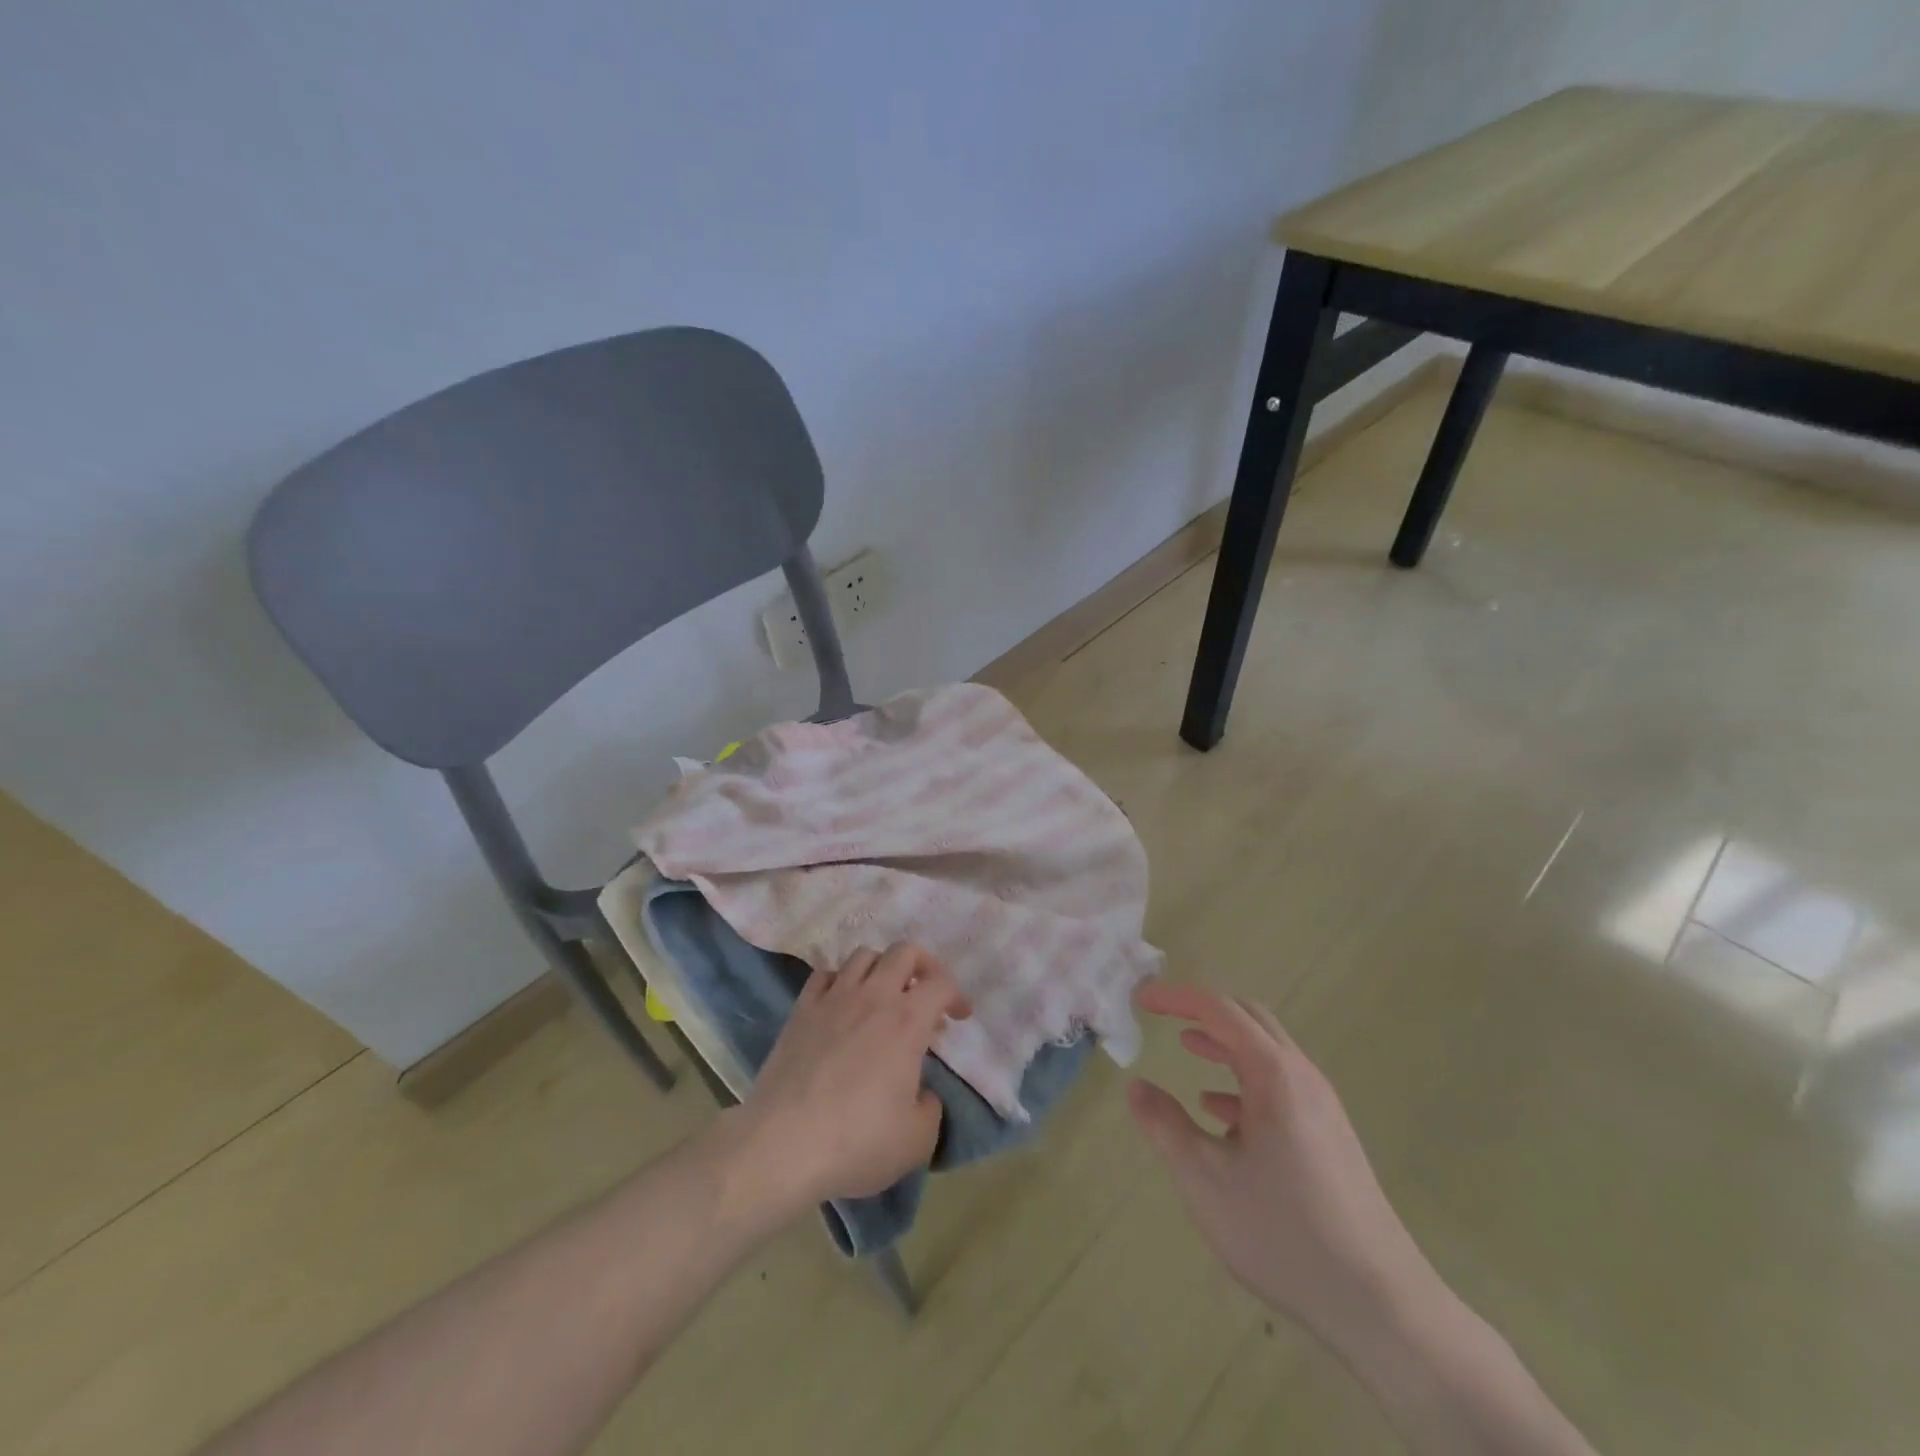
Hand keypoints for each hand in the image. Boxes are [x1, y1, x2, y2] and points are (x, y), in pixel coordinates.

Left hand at [721, 945, 969, 1224]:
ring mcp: (832, 999)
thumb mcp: (917, 1140)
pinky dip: (840, 980)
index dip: (956, 995)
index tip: (959, 1017)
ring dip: (881, 968)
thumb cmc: (857, 1142)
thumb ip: (931, 1108)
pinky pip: (824, 974)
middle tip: (926, 994)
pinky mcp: (801, 1010)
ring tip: (884, 996)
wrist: (782, 1145)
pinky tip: (842, 1003)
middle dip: (923, 966)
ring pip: (863, 955)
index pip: (940, 983)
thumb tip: (922, 1092)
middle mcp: (872, 997)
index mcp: (906, 1021)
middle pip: (903, 952)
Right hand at [1128, 983, 1438, 1352]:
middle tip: (1163, 1013)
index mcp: (1274, 1073)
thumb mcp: (1205, 1178)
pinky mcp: (1330, 1137)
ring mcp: (1322, 1107)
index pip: (1219, 1009)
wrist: (1380, 1304)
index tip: (1140, 999)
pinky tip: (1221, 1115)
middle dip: (1202, 1010)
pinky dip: (1244, 1082)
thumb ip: (1165, 1125)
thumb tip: (1136, 1086)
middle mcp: (1302, 1077)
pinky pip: (1280, 1087)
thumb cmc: (1282, 1232)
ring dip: (1224, 1044)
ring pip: (1266, 1054)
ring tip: (1187, 1048)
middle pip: (1249, 1019)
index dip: (1175, 997)